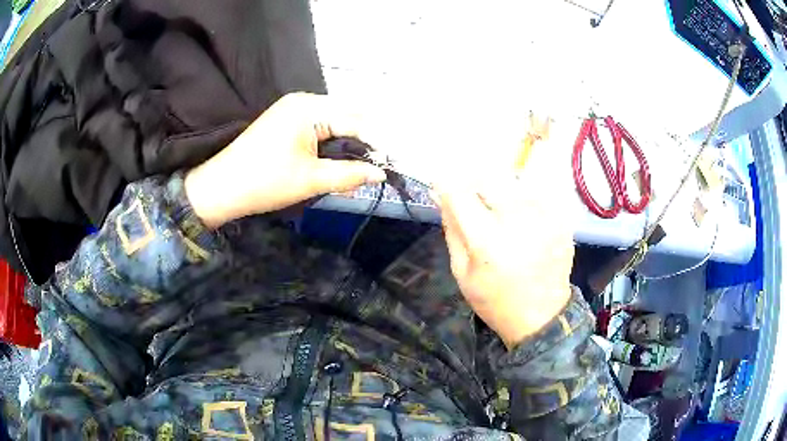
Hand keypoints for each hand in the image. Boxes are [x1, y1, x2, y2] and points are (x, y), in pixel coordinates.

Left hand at [185, 93, 385, 227]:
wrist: (221, 188)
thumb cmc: (264, 182)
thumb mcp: (311, 180)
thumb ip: (350, 174)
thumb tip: (381, 174)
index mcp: (309, 108)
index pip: (355, 119)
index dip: (376, 142)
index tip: (390, 164)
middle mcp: (303, 101)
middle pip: (346, 116)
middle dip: (364, 141)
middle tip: (376, 168)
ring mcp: (293, 109)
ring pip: (334, 122)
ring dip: (348, 143)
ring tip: (359, 167)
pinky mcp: (286, 121)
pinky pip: (319, 127)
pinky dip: (332, 143)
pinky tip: (337, 161)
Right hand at [434, 170, 574, 348]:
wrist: (541, 316)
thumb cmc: (495, 300)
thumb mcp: (462, 273)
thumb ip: (452, 231)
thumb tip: (442, 198)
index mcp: (487, 240)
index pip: (459, 193)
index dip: (445, 184)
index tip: (440, 184)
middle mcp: (517, 220)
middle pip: (488, 177)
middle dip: (472, 180)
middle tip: (470, 196)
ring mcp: (543, 216)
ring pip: (512, 180)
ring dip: (498, 188)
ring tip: (497, 208)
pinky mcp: (560, 218)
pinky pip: (534, 192)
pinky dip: (521, 197)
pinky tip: (520, 218)